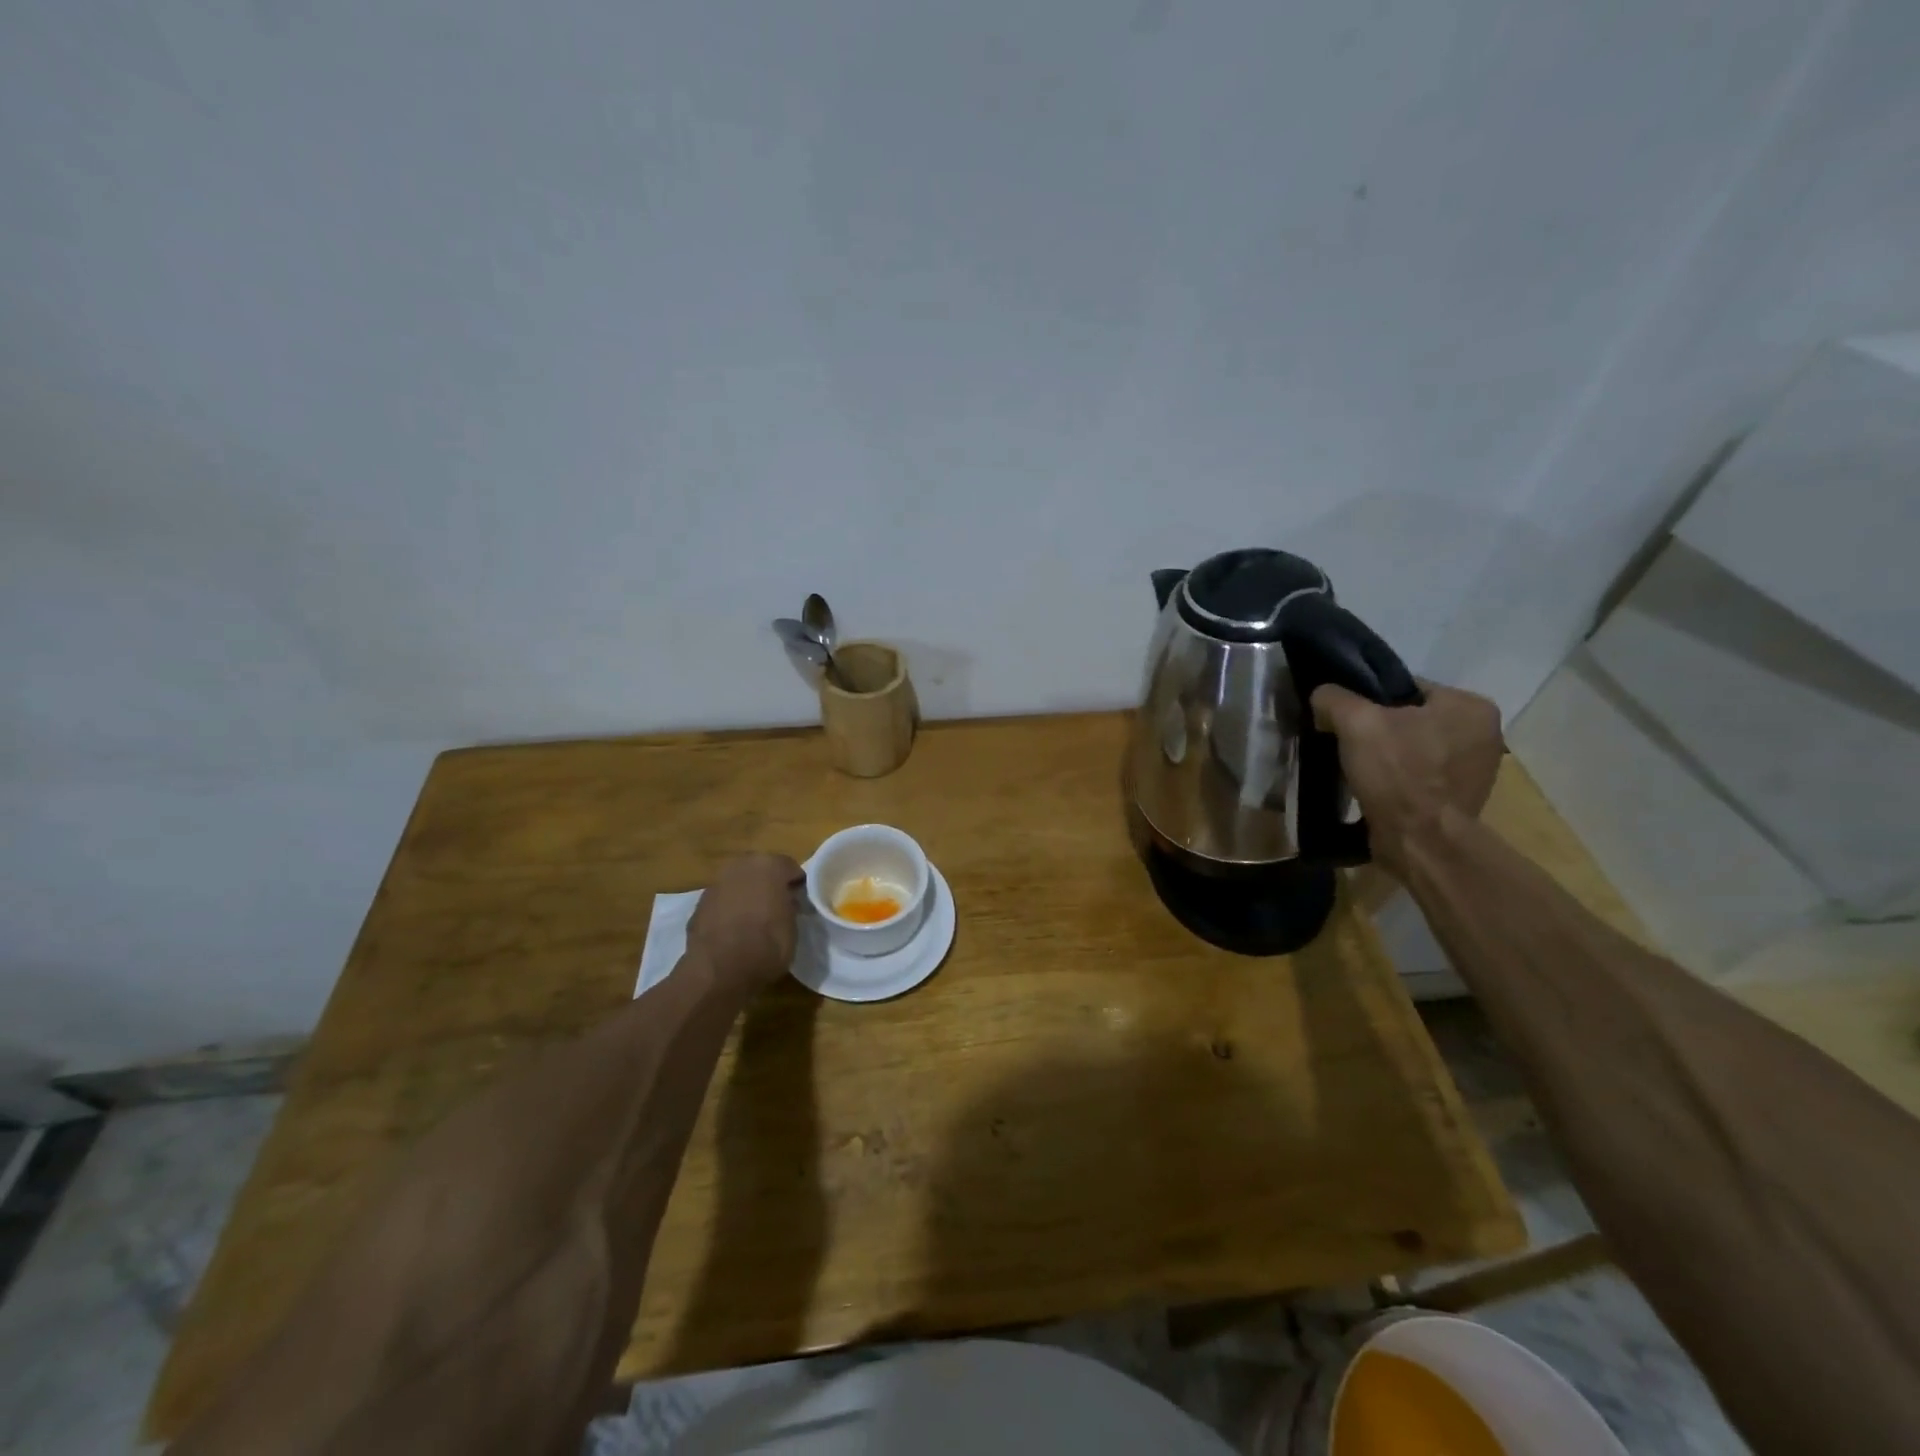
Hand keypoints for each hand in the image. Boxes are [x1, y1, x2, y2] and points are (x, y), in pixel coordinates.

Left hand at [688, 853, 803, 994]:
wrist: (719, 971)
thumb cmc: (767, 946)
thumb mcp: (792, 927)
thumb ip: (790, 906)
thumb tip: (787, 902)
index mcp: (769, 865)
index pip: (789, 867)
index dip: (796, 885)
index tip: (800, 902)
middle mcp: (740, 866)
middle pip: (760, 870)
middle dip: (768, 885)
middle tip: (777, 907)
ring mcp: (716, 884)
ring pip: (738, 884)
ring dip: (747, 895)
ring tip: (754, 920)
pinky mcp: (698, 904)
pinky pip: (722, 901)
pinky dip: (729, 910)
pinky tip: (734, 930)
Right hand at [1310, 679, 1503, 878]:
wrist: (1420, 842)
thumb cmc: (1398, 774)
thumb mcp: (1355, 722)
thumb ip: (1334, 698)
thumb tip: (1323, 696)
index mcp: (1470, 706)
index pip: (1406, 687)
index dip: (1369, 700)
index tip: (1346, 719)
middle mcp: (1484, 734)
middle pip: (1411, 718)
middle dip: (1380, 729)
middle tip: (1349, 743)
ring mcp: (1476, 769)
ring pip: (1415, 748)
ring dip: (1388, 756)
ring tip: (1358, 767)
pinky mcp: (1461, 799)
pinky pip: (1420, 776)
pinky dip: (1398, 779)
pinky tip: (1376, 788)